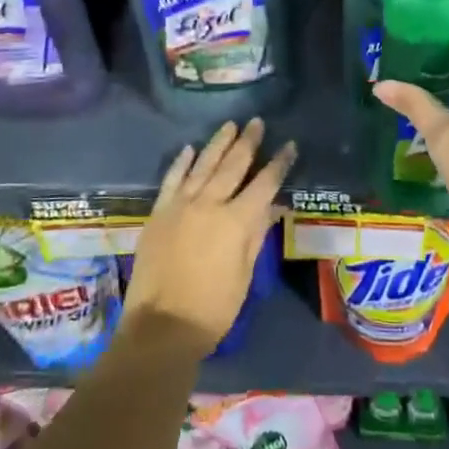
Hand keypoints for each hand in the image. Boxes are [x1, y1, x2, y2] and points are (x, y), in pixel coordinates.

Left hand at [123, 118, 295, 354]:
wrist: (161, 326)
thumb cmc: (213, 308)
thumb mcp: (244, 273)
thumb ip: (256, 234)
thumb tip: (272, 206)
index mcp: (236, 221)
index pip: (264, 184)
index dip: (279, 164)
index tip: (289, 145)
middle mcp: (209, 204)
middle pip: (232, 165)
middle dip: (248, 142)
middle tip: (257, 122)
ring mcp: (180, 205)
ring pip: (202, 165)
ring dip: (217, 144)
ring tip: (230, 125)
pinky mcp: (159, 212)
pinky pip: (172, 179)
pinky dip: (181, 162)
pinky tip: (189, 149)